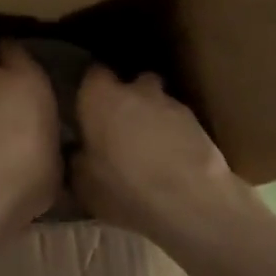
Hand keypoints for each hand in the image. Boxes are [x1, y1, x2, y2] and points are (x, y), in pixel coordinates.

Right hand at [73, 67, 245, 244]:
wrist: (191, 201)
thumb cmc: (124, 188)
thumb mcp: (83, 184)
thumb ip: (77, 159)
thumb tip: (78, 152)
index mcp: (100, 97)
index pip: (93, 74)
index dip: (91, 89)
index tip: (88, 107)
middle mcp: (135, 90)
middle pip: (131, 82)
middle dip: (127, 98)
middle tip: (120, 128)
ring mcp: (170, 103)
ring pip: (158, 101)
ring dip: (152, 117)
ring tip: (150, 149)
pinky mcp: (198, 123)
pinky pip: (178, 123)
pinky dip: (174, 135)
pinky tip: (172, 162)